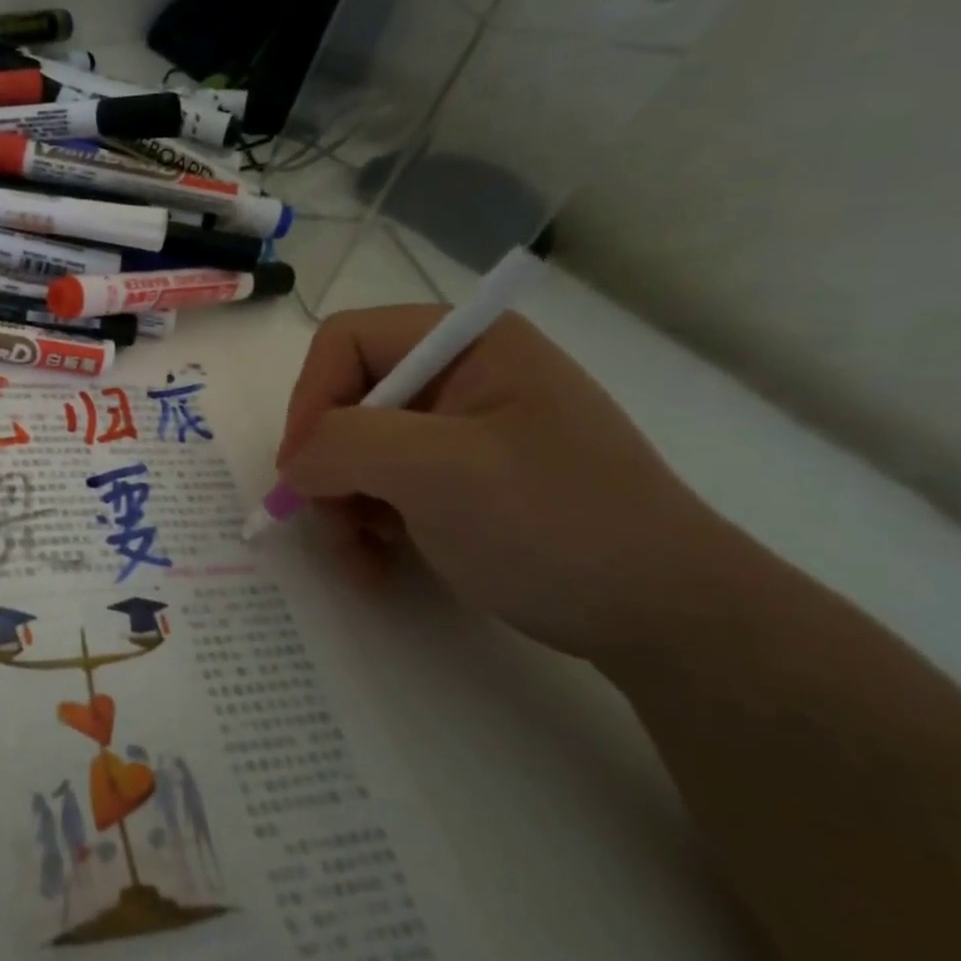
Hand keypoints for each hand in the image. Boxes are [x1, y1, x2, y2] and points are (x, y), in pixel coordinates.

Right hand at [276, 306, 747, 659]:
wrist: (666, 618)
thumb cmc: (555, 523)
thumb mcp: (440, 471)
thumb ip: (344, 444)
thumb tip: (294, 465)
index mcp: (465, 343)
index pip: (345, 342)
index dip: (311, 400)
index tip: (302, 471)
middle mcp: (457, 375)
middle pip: (345, 399)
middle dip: (328, 466)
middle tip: (332, 523)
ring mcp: (458, 430)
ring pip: (355, 449)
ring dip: (342, 504)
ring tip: (362, 555)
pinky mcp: (460, 479)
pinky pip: (383, 484)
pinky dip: (367, 524)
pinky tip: (381, 562)